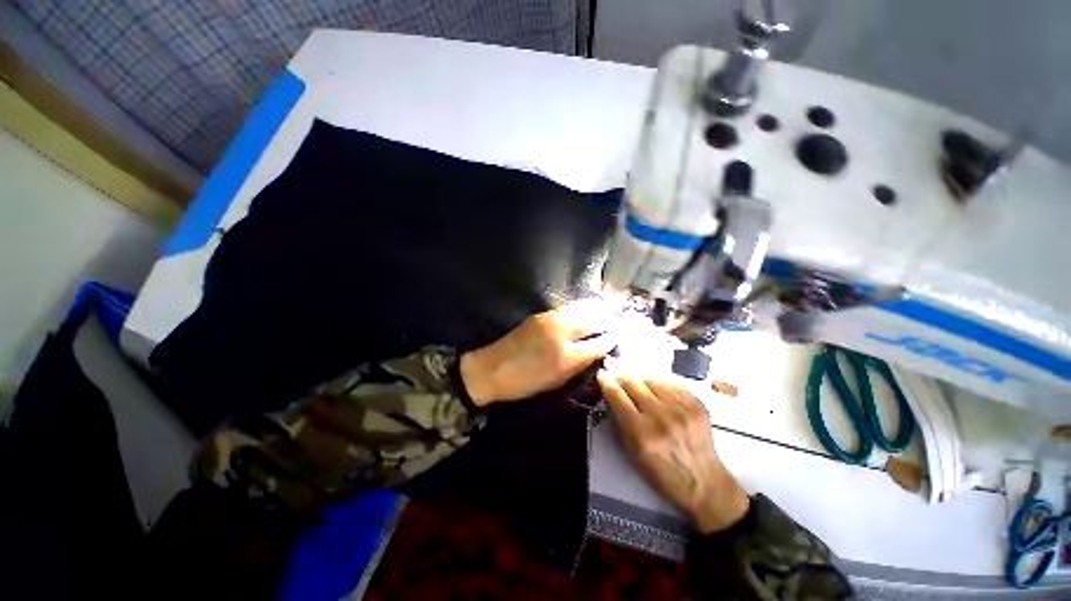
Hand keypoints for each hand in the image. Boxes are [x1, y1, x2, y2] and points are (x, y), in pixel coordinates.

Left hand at [460, 300, 617, 405]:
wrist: (491, 369)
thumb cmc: (525, 382)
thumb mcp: (556, 380)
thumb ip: (579, 363)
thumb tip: (597, 351)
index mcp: (566, 356)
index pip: (597, 344)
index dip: (610, 339)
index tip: (618, 336)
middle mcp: (561, 333)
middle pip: (591, 320)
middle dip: (606, 319)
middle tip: (615, 319)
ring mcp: (550, 320)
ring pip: (579, 310)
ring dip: (594, 309)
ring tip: (604, 310)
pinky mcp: (540, 315)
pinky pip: (566, 309)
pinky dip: (579, 308)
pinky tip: (583, 310)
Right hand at [597, 371, 749, 533]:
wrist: (704, 483)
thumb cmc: (664, 474)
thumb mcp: (633, 453)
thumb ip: (620, 422)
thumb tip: (611, 396)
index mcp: (643, 434)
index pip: (618, 397)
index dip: (607, 383)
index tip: (602, 374)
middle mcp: (662, 418)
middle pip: (634, 384)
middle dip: (621, 377)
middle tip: (614, 371)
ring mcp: (682, 410)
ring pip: (652, 380)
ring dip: (640, 380)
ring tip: (636, 383)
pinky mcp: (697, 405)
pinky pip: (671, 384)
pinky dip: (660, 384)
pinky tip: (656, 389)